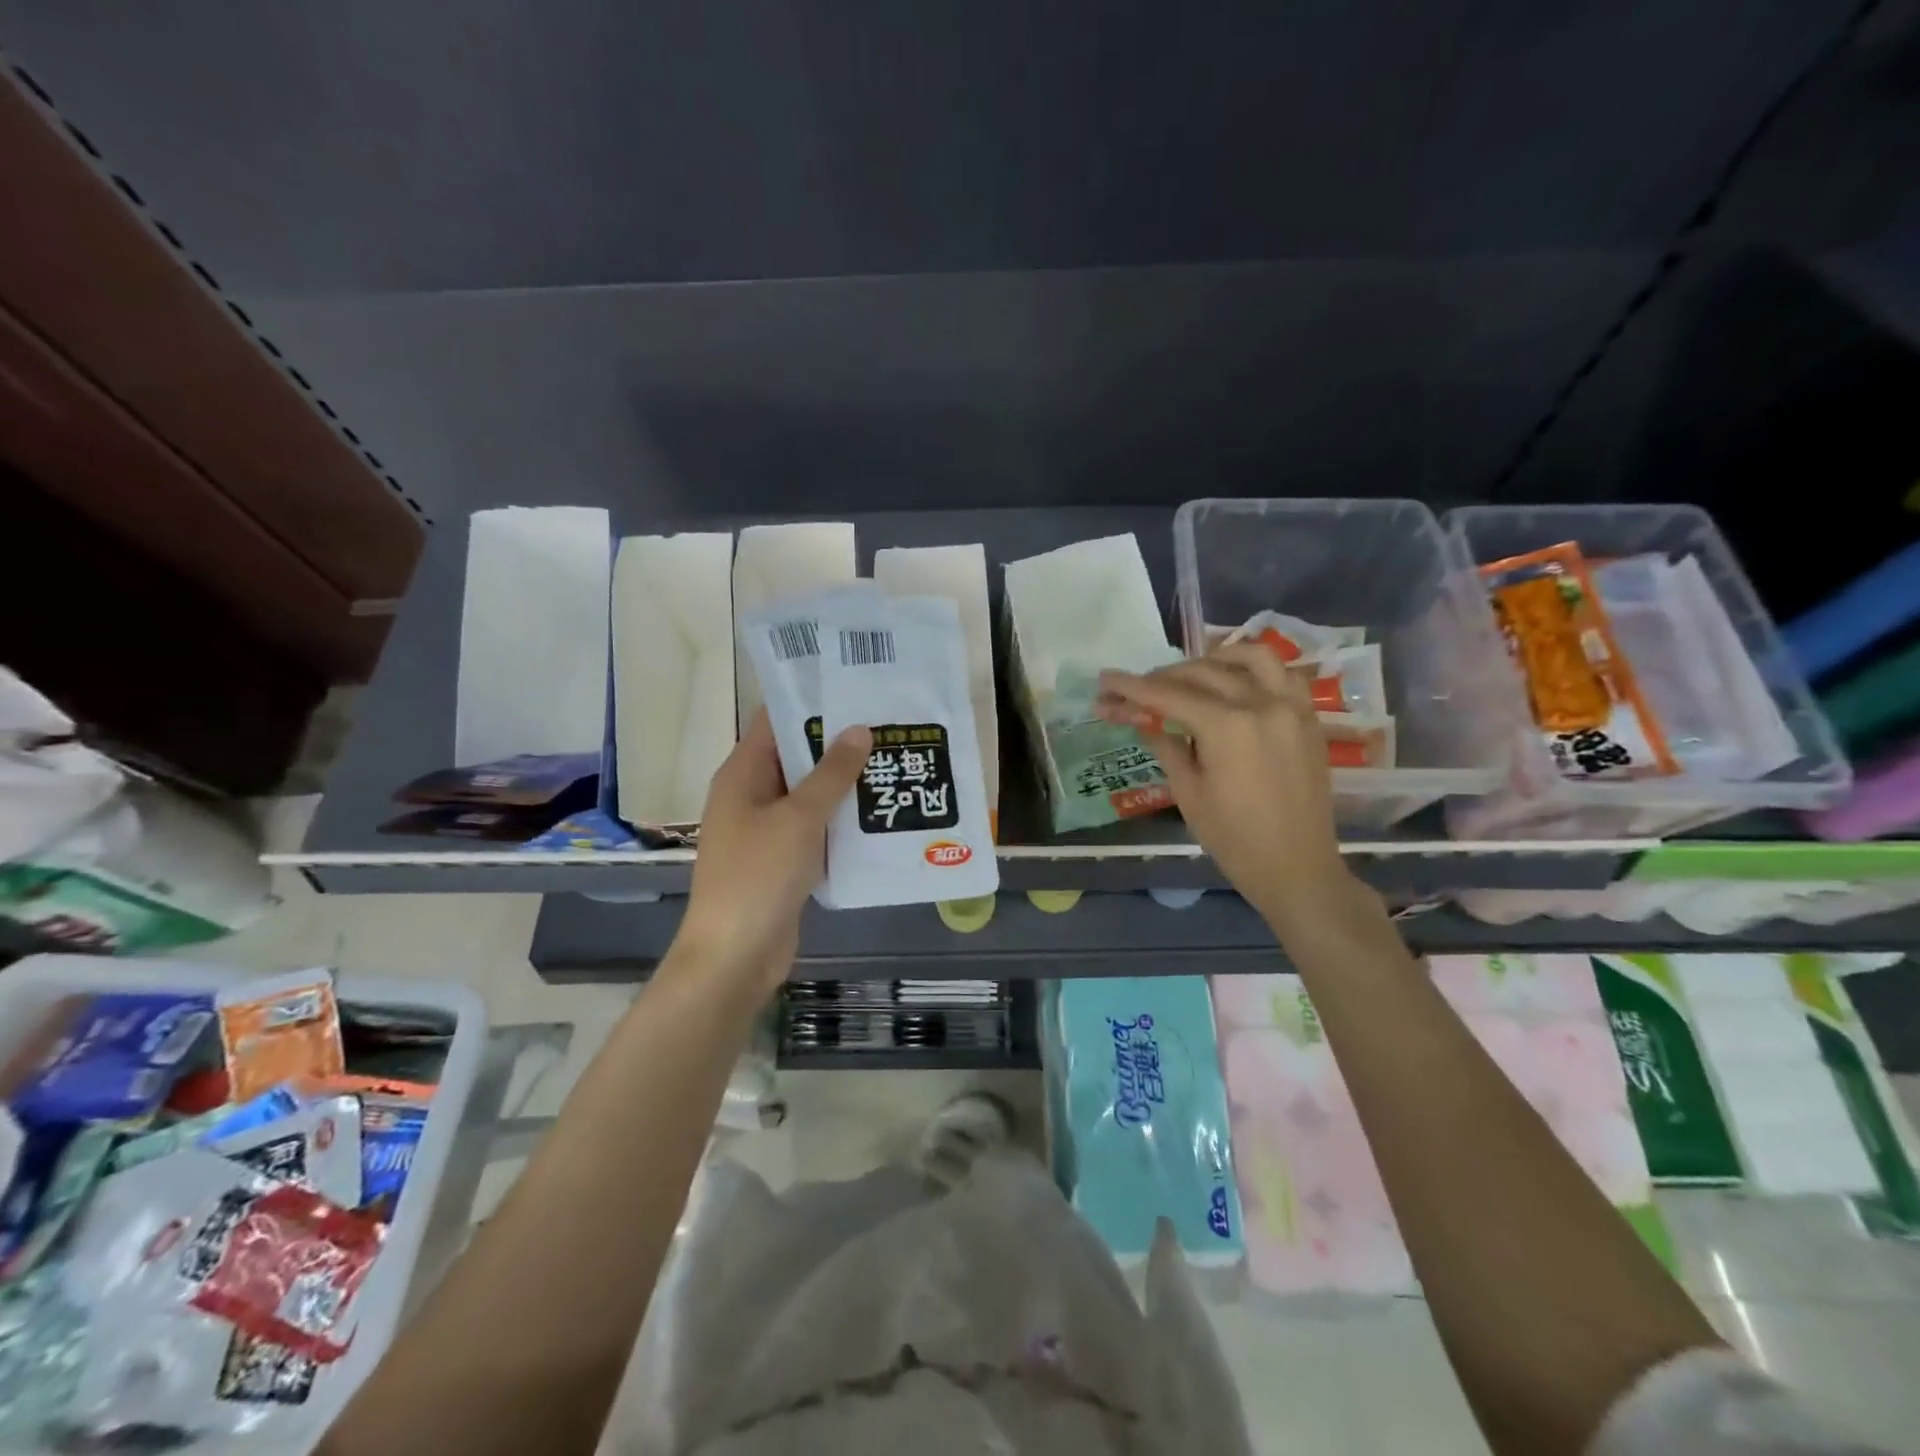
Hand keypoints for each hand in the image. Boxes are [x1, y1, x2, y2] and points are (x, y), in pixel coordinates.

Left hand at [676, 709, 871, 988]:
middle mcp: (752, 795)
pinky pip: (815, 828)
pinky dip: (841, 820)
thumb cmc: (758, 876)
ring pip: (810, 794)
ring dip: (844, 783)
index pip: (775, 721)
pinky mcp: (783, 859)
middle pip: (796, 756)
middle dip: (838, 743)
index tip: (857, 688)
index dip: (812, 702)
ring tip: (893, 761)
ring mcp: (767, 829)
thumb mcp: (799, 818)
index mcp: (743, 774)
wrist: (735, 956)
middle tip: (889, 724)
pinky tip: (880, 813)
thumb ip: (831, 774)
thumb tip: (859, 729)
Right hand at [1096, 643, 1356, 927]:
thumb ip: (1165, 745)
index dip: (1131, 687)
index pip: (1168, 695)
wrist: (1297, 868)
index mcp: (1226, 726)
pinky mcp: (1308, 718)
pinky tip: (1235, 681)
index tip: (1105, 680)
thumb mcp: (1188, 793)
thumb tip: (1141, 718)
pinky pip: (1284, 674)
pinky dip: (1256, 668)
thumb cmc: (1234, 839)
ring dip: (1213, 658)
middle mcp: (1261, 703)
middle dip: (1161, 678)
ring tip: (1189, 674)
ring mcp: (1291, 707)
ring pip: (1250, 657)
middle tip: (1134, 691)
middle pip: (1201, 673)